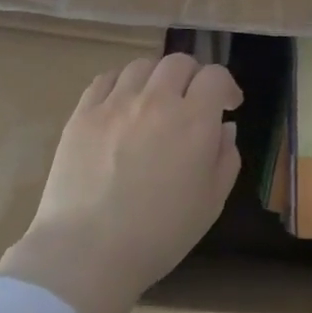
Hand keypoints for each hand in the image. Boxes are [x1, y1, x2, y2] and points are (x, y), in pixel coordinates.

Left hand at [0, 53, 241, 312]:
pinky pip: (106, 79)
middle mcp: (156, 101)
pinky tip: (122, 103)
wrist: (88, 250)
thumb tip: (224, 128)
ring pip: (142, 66)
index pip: (215, 76)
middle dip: (193, 77)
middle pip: (178, 62)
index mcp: (194, 121)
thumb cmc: (159, 234)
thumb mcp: (211, 203)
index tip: (228, 105)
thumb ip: (225, 158)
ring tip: (155, 101)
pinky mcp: (83, 113)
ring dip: (157, 78)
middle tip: (192, 101)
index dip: (226, 86)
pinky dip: (122, 83)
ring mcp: (115, 103)